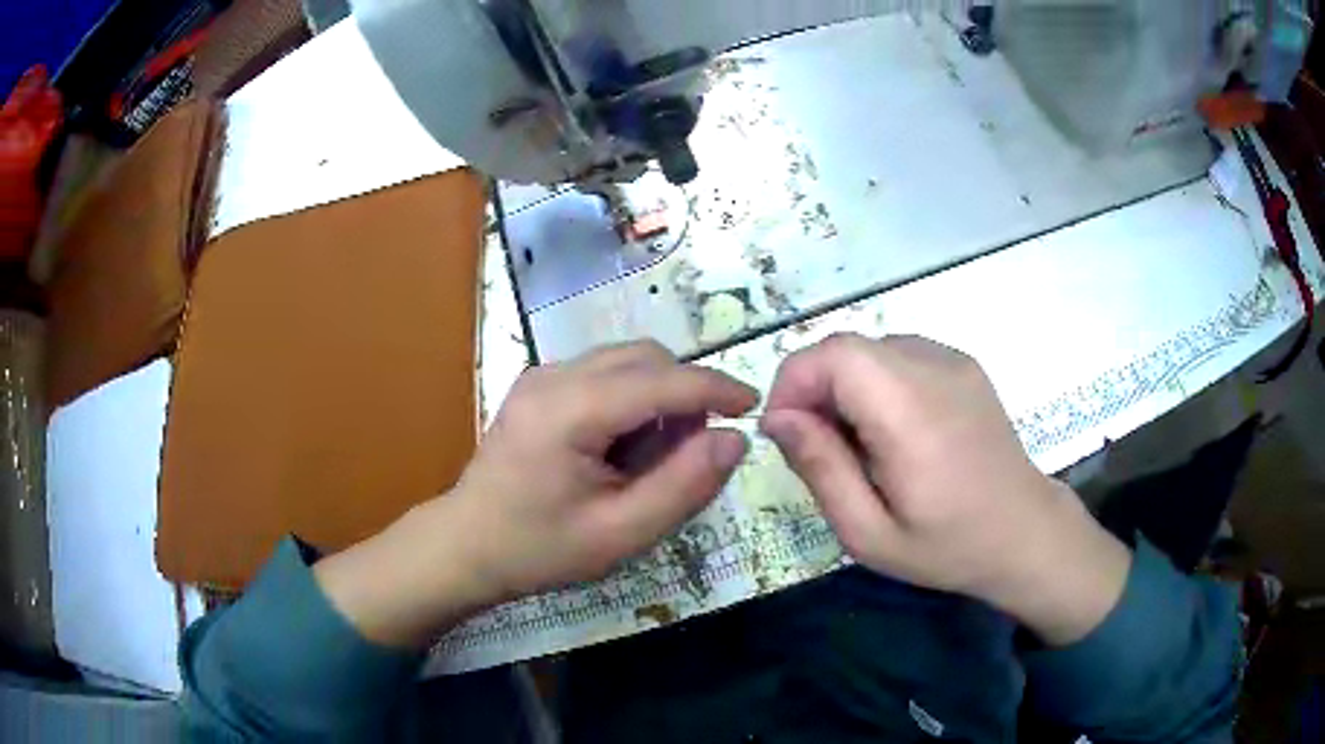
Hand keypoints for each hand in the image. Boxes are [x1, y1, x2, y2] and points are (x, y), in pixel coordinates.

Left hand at [315, 341, 756, 647]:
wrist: (466, 545)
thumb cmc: (539, 548)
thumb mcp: (620, 533)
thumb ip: (683, 485)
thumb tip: (734, 439)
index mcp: (571, 409)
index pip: (662, 380)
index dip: (715, 387)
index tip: (753, 405)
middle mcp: (554, 375)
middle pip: (645, 358)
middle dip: (684, 394)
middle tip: (692, 452)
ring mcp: (541, 375)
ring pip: (626, 361)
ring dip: (657, 396)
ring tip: (651, 457)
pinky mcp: (538, 385)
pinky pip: (603, 374)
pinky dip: (631, 399)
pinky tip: (620, 448)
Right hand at [760, 334, 1130, 644]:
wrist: (1024, 531)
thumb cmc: (948, 545)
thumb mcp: (869, 532)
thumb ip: (821, 469)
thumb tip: (779, 418)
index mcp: (911, 413)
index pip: (833, 354)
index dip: (794, 382)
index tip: (786, 434)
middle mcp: (934, 368)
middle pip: (847, 347)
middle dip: (814, 388)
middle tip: (819, 448)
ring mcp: (953, 360)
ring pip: (870, 349)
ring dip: (845, 386)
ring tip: (859, 444)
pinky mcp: (963, 364)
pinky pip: (898, 355)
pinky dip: (876, 384)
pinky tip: (893, 431)